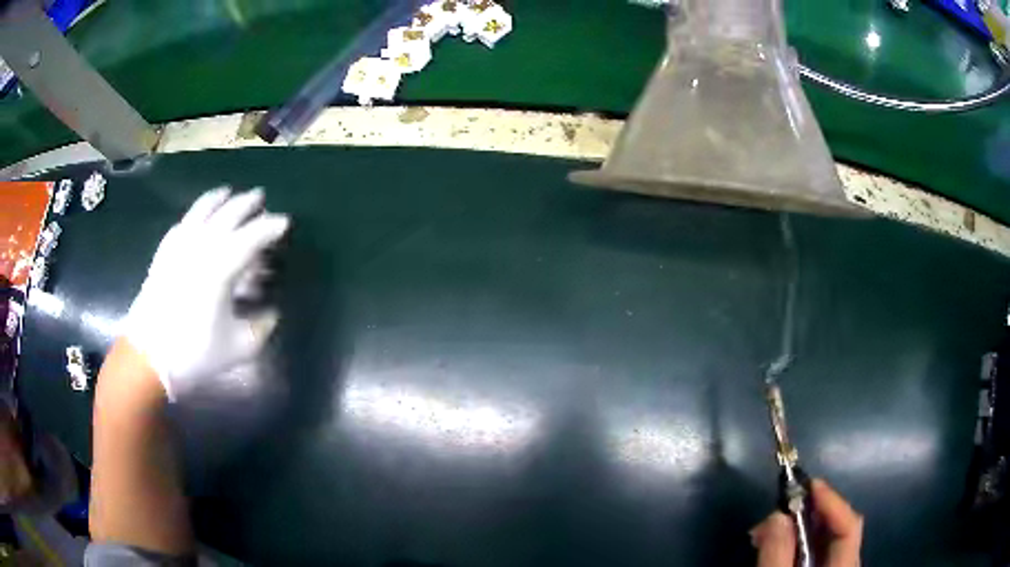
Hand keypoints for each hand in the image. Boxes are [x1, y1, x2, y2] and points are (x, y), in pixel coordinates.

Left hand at [123, 188, 288, 401]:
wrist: (148, 357)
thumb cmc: (195, 353)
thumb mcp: (239, 347)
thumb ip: (261, 327)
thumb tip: (272, 312)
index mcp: (221, 266)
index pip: (252, 236)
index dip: (270, 227)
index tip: (285, 223)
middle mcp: (201, 247)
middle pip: (227, 214)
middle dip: (246, 203)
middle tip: (260, 198)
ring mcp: (179, 247)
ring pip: (201, 211)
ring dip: (218, 198)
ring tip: (228, 192)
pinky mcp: (163, 255)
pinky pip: (181, 224)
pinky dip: (192, 216)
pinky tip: (196, 217)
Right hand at [752, 479, 862, 566]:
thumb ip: (778, 554)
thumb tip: (777, 513)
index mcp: (844, 564)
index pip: (850, 524)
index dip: (832, 501)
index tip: (809, 483)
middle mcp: (844, 562)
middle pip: (837, 526)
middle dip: (809, 511)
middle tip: (778, 507)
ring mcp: (831, 566)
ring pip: (822, 538)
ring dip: (798, 525)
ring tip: (769, 526)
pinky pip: (811, 549)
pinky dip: (794, 540)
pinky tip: (775, 541)